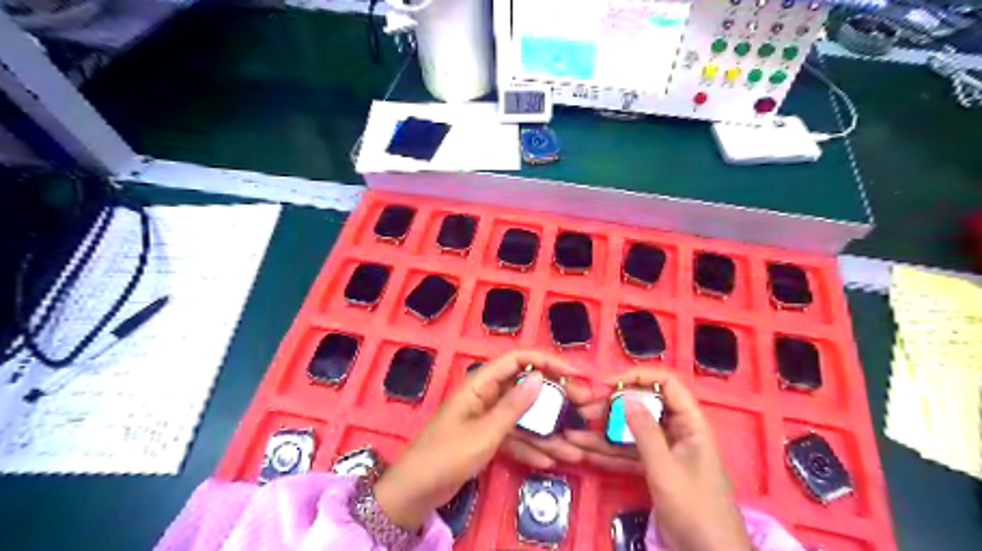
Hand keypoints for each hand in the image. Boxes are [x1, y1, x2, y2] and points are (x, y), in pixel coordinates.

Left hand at [376, 350, 575, 531]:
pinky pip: (513, 437)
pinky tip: (549, 461)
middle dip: (554, 400)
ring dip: (546, 432)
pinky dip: (529, 448)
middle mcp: (486, 396)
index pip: (517, 360)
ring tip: (574, 448)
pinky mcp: (486, 438)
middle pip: (525, 389)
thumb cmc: (447, 455)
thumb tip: (539, 377)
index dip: (546, 361)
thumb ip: (513, 406)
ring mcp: (487, 418)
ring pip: (523, 418)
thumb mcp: (485, 432)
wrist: (416, 490)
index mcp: (481, 384)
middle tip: (582, 409)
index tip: (573, 372)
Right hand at [568, 369, 752, 550]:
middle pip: (642, 407)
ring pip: (630, 431)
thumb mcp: (666, 468)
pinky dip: (608, 453)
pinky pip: (628, 453)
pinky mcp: (654, 468)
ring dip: (603, 433)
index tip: (607, 383)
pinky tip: (584, 452)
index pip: (666, 383)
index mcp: (690, 422)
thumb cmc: (695, 508)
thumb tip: (625, 396)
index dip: (637, 377)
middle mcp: (677, 430)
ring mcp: (664, 450)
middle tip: (583, 412)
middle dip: (611, 408)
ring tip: (573, 433)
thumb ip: (644, 431)